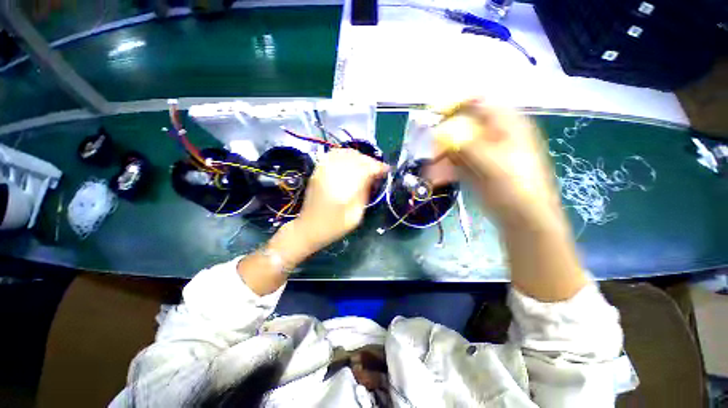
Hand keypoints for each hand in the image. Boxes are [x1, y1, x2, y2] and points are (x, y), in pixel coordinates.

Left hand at [293, 148, 387, 253]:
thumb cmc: (334, 227)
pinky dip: (346, 155)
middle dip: (370, 161)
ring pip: (345, 153)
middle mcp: (332, 175)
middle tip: (378, 170)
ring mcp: (323, 170)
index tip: (387, 170)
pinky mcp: (318, 170)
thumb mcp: (356, 216)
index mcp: (343, 189)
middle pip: (356, 158)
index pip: (365, 169)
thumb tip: (373, 178)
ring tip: (366, 165)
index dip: (378, 167)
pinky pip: (334, 155)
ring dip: (359, 157)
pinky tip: (351, 162)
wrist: (308, 228)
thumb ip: (365, 194)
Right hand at [429, 99, 561, 228]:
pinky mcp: (475, 168)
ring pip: (455, 146)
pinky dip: (444, 169)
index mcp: (506, 125)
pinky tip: (434, 178)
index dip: (455, 106)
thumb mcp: (491, 163)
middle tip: (425, 148)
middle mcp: (493, 135)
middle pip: (462, 126)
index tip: (434, 116)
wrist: (523, 217)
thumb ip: (465, 145)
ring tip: (428, 170)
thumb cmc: (515, 187)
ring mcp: (483, 153)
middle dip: (441, 137)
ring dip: (440, 156)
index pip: (478, 102)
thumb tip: (439, 132)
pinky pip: (455, 162)